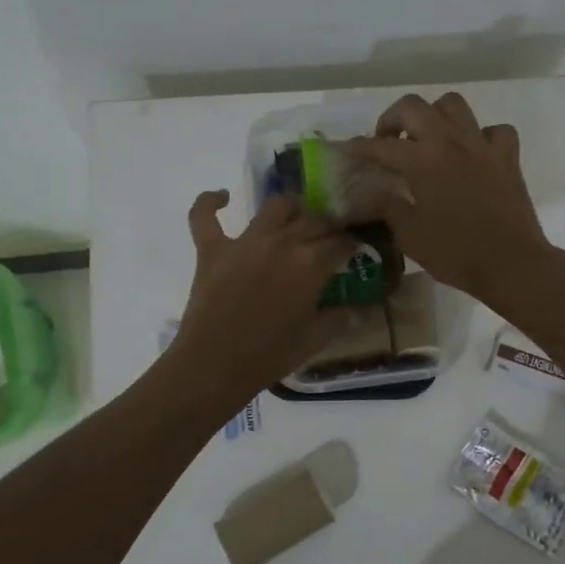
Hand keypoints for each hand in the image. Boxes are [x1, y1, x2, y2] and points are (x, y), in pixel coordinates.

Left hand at [167, 190, 358, 400]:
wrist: (214, 365)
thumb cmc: (270, 355)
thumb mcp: (314, 339)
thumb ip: (338, 318)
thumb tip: (359, 309)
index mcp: (311, 264)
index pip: (341, 243)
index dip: (353, 244)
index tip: (357, 250)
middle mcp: (282, 242)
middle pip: (314, 220)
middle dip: (329, 226)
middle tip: (331, 238)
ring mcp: (244, 242)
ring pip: (275, 206)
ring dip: (291, 208)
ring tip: (296, 218)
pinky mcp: (212, 249)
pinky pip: (205, 215)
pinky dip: (210, 202)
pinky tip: (223, 197)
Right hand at [346, 92, 554, 304]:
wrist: (511, 263)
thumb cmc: (456, 253)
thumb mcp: (410, 237)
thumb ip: (389, 209)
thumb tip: (376, 194)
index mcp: (422, 161)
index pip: (382, 145)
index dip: (361, 146)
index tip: (350, 150)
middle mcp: (450, 142)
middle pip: (414, 106)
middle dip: (393, 118)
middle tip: (388, 140)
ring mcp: (482, 145)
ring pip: (454, 105)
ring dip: (435, 115)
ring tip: (428, 137)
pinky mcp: (507, 157)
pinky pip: (494, 130)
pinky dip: (482, 136)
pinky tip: (474, 153)